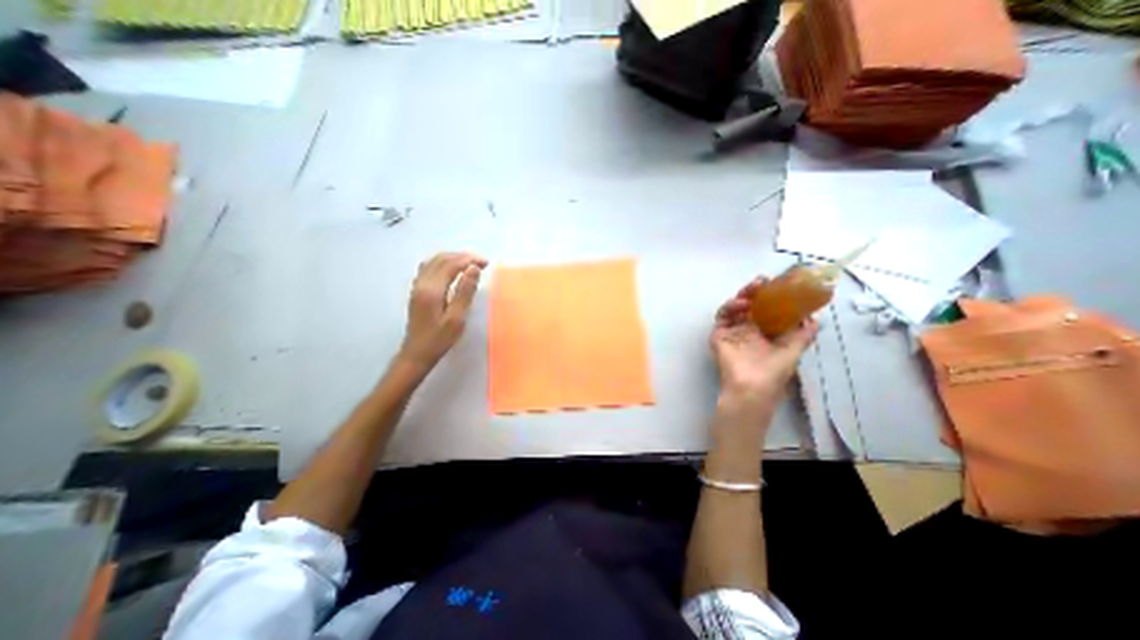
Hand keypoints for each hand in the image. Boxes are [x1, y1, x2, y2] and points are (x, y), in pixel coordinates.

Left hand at [399, 252, 486, 374]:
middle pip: (442, 259)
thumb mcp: (456, 318)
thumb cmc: (439, 339)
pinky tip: (451, 270)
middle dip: (463, 257)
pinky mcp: (417, 291)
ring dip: (453, 258)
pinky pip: (428, 268)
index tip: (486, 263)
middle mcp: (422, 283)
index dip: (470, 260)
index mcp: (432, 289)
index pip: (451, 264)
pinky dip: (443, 263)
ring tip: (470, 264)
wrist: (416, 354)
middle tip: (482, 262)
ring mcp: (417, 286)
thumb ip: (465, 292)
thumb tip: (474, 269)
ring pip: (434, 261)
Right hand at [711, 277, 815, 403]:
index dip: (770, 296)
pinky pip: (722, 317)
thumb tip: (815, 318)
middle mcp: (747, 330)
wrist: (752, 387)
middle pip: (749, 305)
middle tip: (762, 281)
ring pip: (734, 307)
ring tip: (753, 289)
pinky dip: (729, 307)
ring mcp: (732, 332)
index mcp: (764, 333)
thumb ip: (803, 334)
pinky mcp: (718, 335)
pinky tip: (741, 303)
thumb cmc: (773, 372)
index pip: (765, 309)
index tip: (777, 284)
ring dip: (742, 295)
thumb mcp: (793, 350)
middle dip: (755, 291)